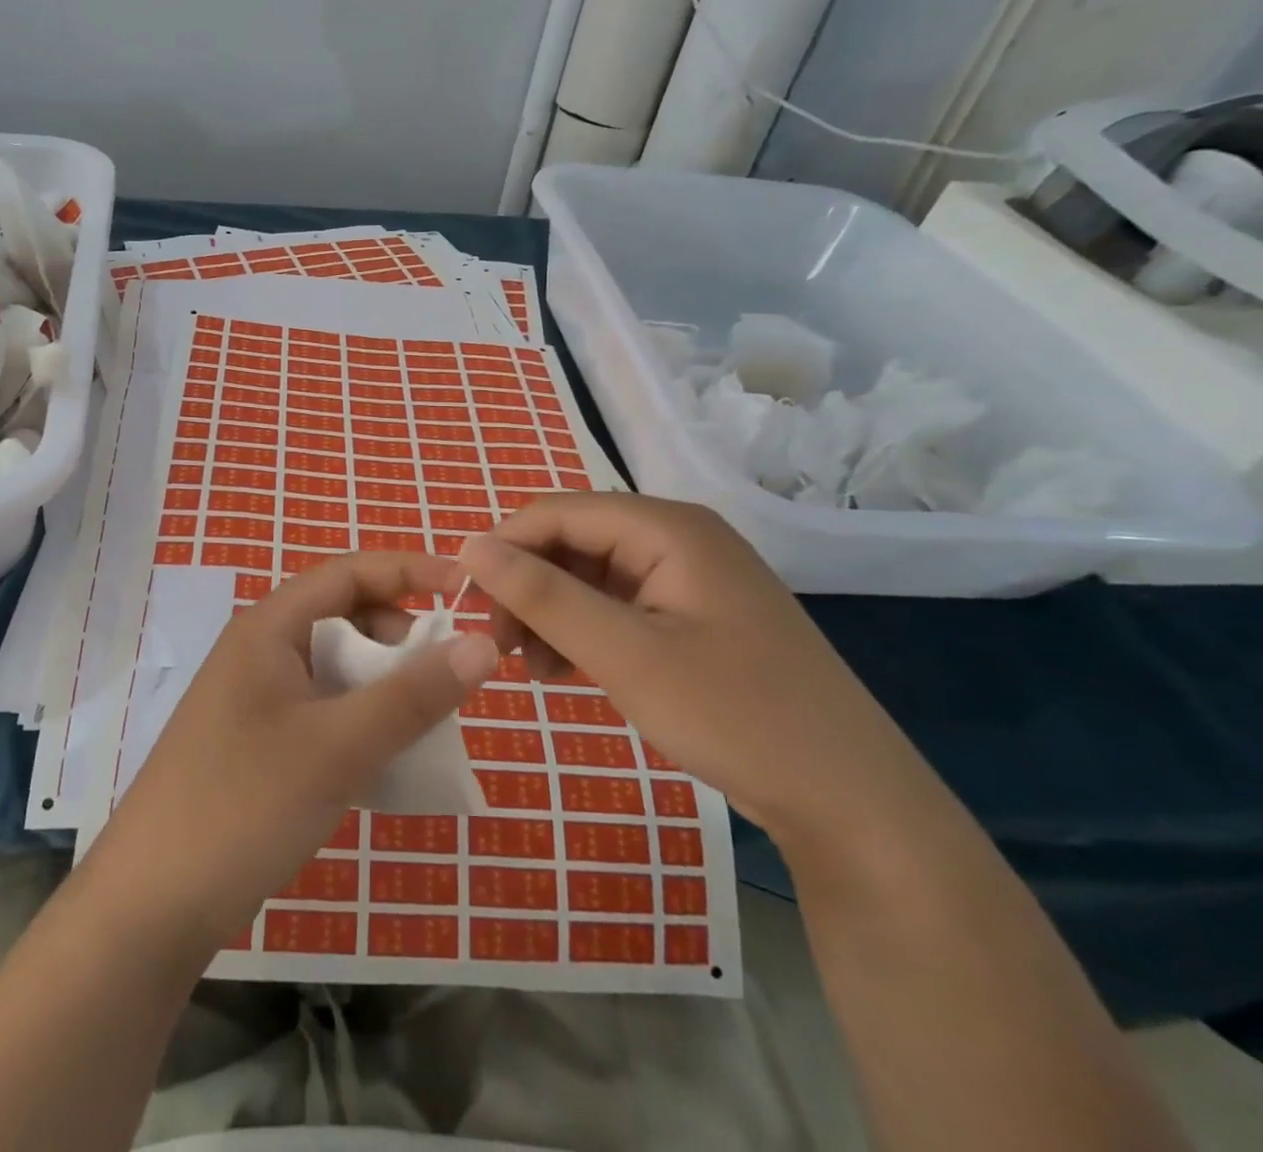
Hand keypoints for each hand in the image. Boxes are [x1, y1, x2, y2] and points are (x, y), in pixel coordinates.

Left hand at [84, 552, 500, 953]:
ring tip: (422, 721)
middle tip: (445, 675)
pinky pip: (323, 707)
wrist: (152, 904)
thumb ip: (413, 695)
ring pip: (336, 666)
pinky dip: (361, 718)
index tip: (468, 589)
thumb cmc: (245, 804)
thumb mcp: (338, 746)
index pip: (349, 572)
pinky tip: (385, 757)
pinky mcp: (258, 740)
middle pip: (344, 616)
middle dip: (400, 634)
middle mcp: (261, 649)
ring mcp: (256, 697)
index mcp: (269, 626)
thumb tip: (482, 644)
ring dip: (383, 682)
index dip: (410, 570)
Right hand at [458, 495, 938, 850]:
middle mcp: (677, 538)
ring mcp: (688, 578)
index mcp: (668, 527)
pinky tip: (566, 673)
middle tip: (500, 648)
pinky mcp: (693, 616)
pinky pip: (617, 606)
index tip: (465, 604)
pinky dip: (582, 633)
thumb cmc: (736, 716)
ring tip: (534, 670)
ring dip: (550, 615)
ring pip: (588, 576)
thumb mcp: (625, 655)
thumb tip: (469, 546)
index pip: (556, 512)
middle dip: (526, 589)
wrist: (852, 805)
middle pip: (572, 542)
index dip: (502, 549)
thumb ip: (542, 595)